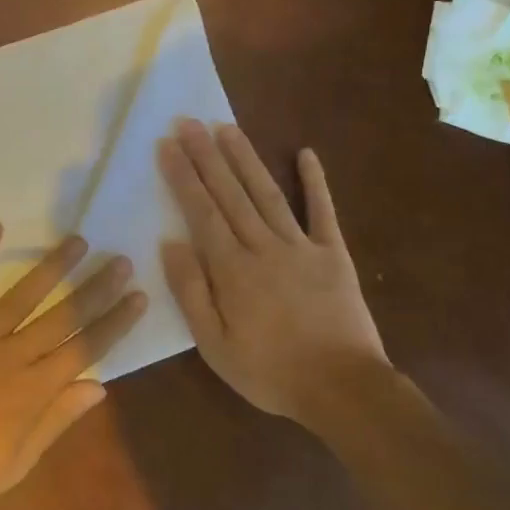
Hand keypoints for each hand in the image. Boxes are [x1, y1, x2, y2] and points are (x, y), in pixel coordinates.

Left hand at [0, 223, 146, 509]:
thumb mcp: (16, 463)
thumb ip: (56, 420)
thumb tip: (98, 385)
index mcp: (35, 390)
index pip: (86, 348)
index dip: (114, 322)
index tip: (137, 295)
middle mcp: (14, 355)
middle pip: (64, 316)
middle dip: (96, 288)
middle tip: (120, 260)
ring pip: (24, 294)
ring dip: (53, 266)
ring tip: (78, 241)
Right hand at [157, 119, 386, 425]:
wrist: (342, 388)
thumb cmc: (269, 371)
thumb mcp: (214, 345)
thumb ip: (191, 293)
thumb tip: (170, 244)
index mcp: (232, 270)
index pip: (201, 213)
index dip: (183, 177)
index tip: (168, 145)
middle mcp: (263, 247)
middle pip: (230, 193)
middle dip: (207, 156)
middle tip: (190, 121)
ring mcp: (302, 246)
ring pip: (267, 193)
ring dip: (245, 159)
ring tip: (227, 128)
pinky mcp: (333, 254)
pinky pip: (322, 212)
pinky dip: (315, 182)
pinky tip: (306, 154)